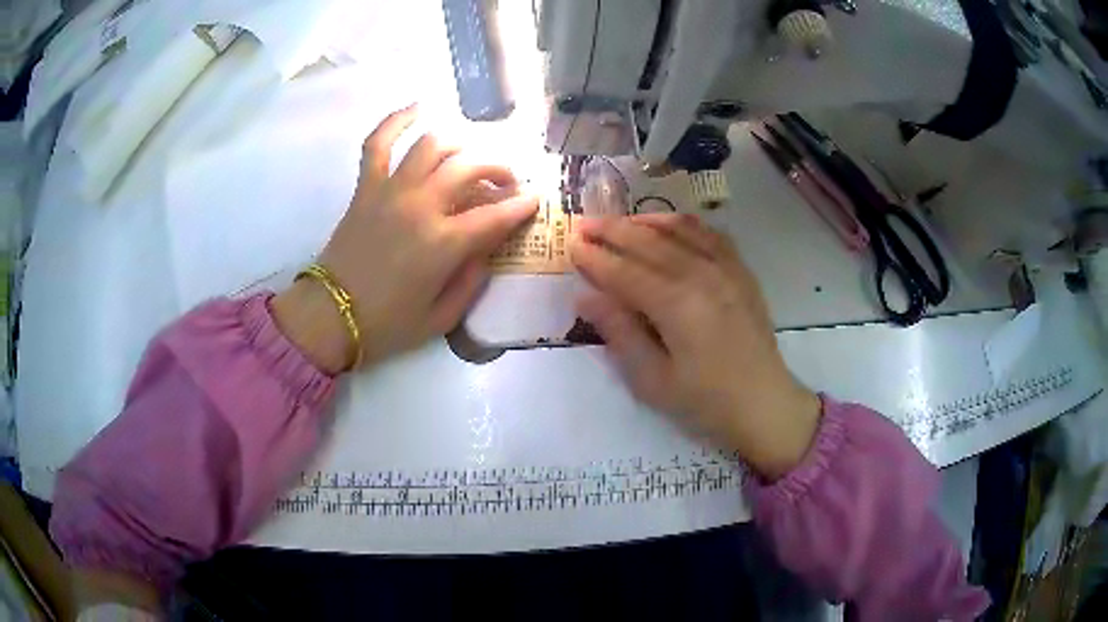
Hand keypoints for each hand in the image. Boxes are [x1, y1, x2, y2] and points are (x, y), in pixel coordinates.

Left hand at [273, 105, 537, 372]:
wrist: (331, 316)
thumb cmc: (387, 324)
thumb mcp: (441, 318)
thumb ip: (471, 281)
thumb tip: (485, 249)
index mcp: (443, 244)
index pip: (495, 214)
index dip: (522, 205)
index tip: (535, 199)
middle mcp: (420, 206)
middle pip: (469, 167)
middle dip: (498, 168)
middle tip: (507, 180)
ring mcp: (391, 190)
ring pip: (432, 145)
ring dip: (460, 144)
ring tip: (470, 155)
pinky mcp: (366, 187)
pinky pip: (378, 143)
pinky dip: (396, 121)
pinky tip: (417, 108)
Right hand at [570, 213, 820, 479]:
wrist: (764, 403)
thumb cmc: (705, 401)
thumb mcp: (653, 380)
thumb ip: (619, 333)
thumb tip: (585, 297)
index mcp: (677, 304)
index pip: (624, 271)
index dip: (594, 258)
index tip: (570, 246)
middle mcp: (702, 274)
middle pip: (648, 242)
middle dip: (612, 231)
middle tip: (583, 224)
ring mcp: (726, 268)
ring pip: (678, 230)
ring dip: (644, 221)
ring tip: (619, 221)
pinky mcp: (741, 271)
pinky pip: (710, 233)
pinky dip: (684, 224)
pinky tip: (669, 225)